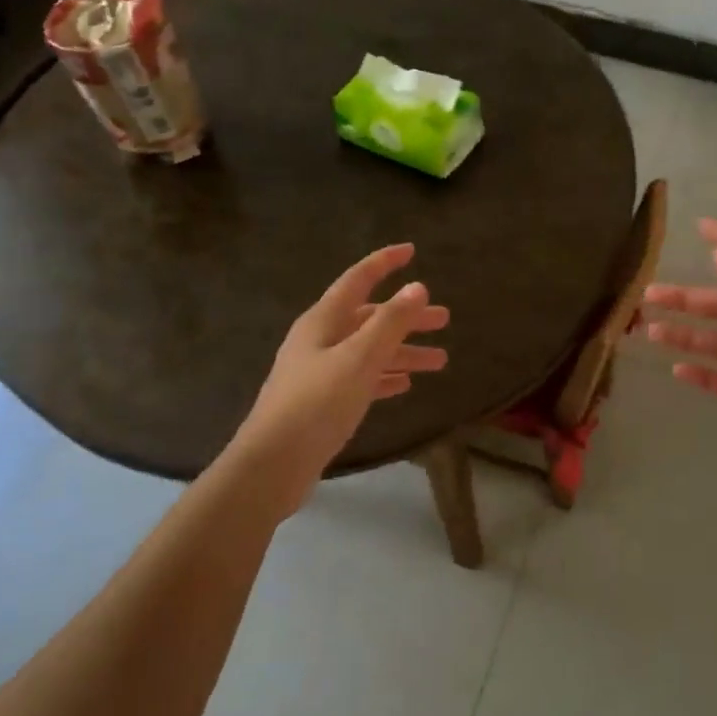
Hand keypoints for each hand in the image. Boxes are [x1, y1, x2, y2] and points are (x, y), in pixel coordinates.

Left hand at [231, 242, 449, 516]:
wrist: (272, 465)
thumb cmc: (317, 403)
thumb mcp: (359, 358)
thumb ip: (390, 322)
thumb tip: (417, 286)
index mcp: (323, 321)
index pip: (358, 279)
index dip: (384, 263)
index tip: (411, 250)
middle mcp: (320, 340)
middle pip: (370, 318)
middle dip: (406, 316)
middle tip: (443, 319)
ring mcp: (319, 372)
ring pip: (369, 351)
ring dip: (403, 352)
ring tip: (439, 361)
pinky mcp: (322, 402)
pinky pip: (361, 378)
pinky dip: (384, 376)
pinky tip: (405, 384)